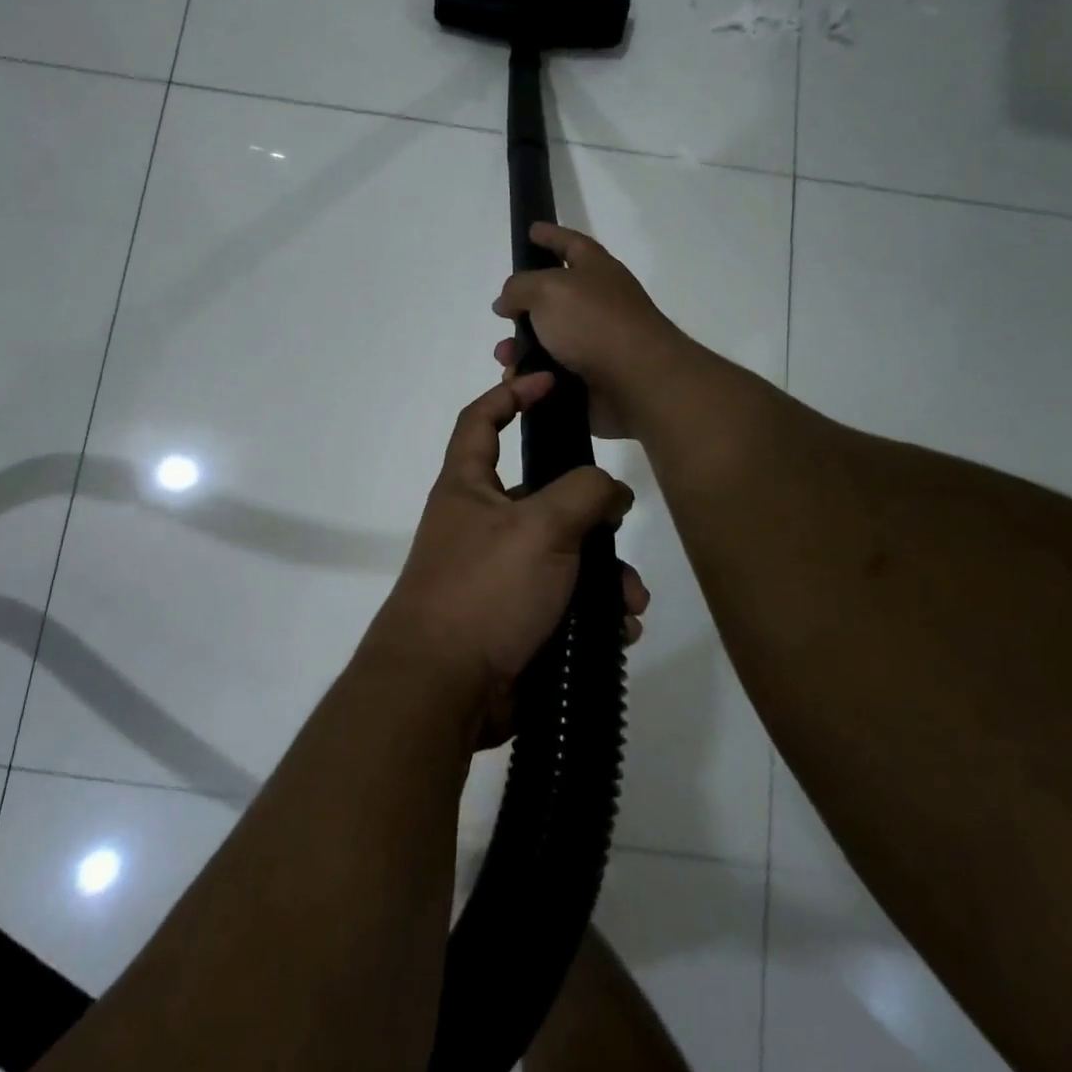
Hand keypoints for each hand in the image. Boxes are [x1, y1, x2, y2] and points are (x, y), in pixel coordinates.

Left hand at [365, 373, 648, 742]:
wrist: (443, 688)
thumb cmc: (485, 589)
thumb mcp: (540, 527)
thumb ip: (583, 493)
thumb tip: (611, 491)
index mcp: (468, 487)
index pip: (480, 420)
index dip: (511, 394)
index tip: (549, 383)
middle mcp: (479, 524)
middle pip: (543, 496)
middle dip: (590, 513)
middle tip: (620, 526)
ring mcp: (496, 574)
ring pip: (563, 555)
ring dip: (603, 574)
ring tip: (628, 602)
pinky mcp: (514, 619)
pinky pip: (563, 601)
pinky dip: (592, 611)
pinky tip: (617, 631)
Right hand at [492, 223, 696, 439]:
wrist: (636, 384)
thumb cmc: (594, 324)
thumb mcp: (548, 290)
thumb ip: (519, 288)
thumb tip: (507, 303)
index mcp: (597, 272)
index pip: (571, 244)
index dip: (551, 235)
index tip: (531, 230)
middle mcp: (598, 304)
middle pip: (553, 298)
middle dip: (522, 308)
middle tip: (502, 315)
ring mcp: (595, 344)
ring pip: (545, 341)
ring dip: (519, 348)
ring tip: (505, 358)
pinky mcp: (588, 379)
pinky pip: (549, 374)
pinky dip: (530, 376)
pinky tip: (516, 380)